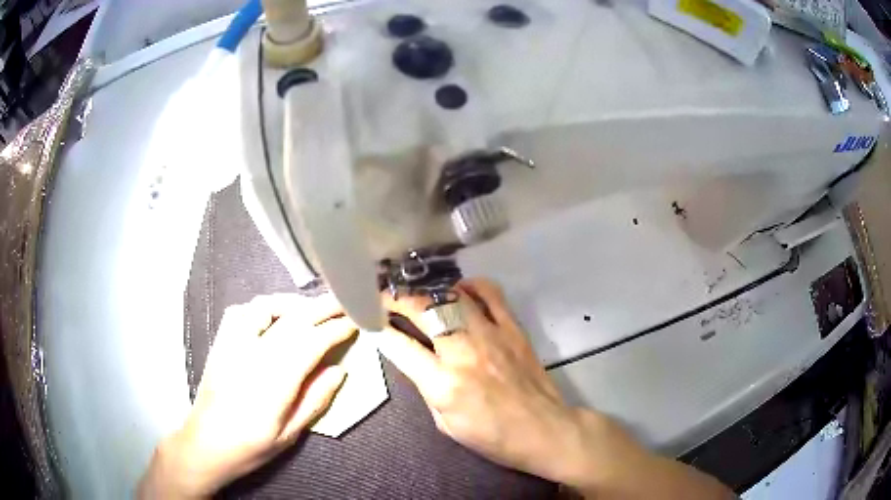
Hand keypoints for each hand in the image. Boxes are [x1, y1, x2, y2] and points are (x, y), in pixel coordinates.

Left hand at [139, 294, 356, 498]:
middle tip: (344, 302)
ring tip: (313, 308)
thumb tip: (339, 371)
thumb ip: (315, 400)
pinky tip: (273, 314)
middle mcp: (253, 353)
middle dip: (322, 308)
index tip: (355, 323)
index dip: (336, 329)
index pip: (311, 342)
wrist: (205, 442)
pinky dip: (263, 306)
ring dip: (294, 304)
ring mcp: (233, 343)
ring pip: (266, 308)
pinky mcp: (221, 342)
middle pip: (293, 320)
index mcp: (274, 380)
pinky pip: (242, 311)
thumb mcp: (289, 433)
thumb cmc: (250, 445)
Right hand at [378, 279, 599, 483]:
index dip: (378, 328)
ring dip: (428, 292)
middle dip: (395, 299)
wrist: (543, 430)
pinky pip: (491, 294)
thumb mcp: (446, 424)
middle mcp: (464, 352)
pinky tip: (460, 291)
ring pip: (452, 297)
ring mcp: (491, 335)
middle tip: (385, 298)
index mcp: (443, 384)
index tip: (369, 319)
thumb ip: (427, 388)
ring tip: (418, 294)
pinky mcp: (513, 329)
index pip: (399, 345)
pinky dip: (471, 286)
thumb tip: (414, 360)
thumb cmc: (492, 437)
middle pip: (422, 310)